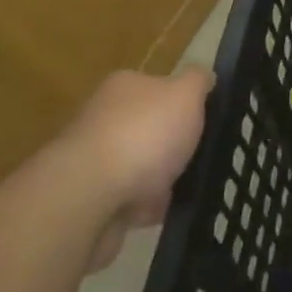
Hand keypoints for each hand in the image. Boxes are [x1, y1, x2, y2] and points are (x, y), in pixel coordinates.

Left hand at [57, 68, 214, 271]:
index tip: (204, 123)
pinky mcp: (88, 199)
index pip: (158, 87)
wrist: (88, 197)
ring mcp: (92, 160)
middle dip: (172, 147)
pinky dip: (144, 208)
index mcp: (124, 86)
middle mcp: (103, 117)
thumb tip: (204, 77)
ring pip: (139, 167)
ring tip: (183, 191)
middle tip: (198, 158)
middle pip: (149, 128)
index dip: (183, 104)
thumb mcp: (185, 94)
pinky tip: (159, 214)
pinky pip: (126, 200)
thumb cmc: (143, 135)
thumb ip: (198, 81)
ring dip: (159, 181)